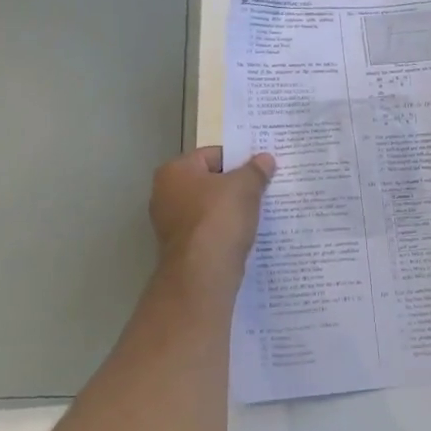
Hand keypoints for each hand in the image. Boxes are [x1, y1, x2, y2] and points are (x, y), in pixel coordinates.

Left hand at [148, 146, 275, 286]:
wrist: (202, 275)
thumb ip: (256, 170)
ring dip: (232, 210)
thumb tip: (265, 159)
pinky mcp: (181, 251)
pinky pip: (209, 232)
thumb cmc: (219, 218)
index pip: (212, 155)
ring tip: (259, 212)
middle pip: (209, 182)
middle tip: (263, 188)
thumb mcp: (244, 186)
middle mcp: (165, 195)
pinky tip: (246, 235)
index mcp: (174, 171)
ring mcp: (171, 225)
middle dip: (235, 186)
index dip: (238, 159)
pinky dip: (225, 232)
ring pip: (209, 209)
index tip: (261, 169)